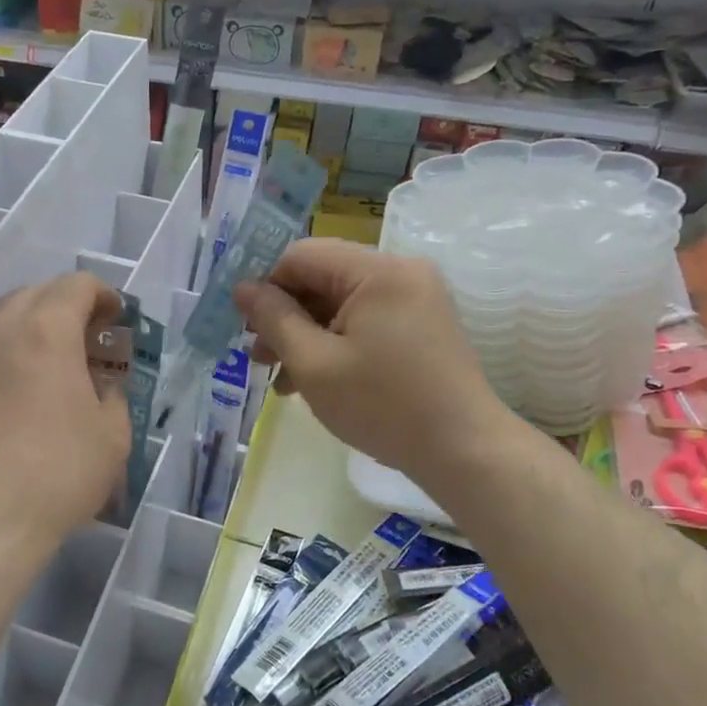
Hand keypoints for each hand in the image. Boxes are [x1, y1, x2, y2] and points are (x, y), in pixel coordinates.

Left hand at [0, 273, 131, 554]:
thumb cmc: (58, 474)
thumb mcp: (113, 437)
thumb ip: (113, 397)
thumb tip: (102, 387)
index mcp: (47, 332)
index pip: (75, 285)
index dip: (102, 294)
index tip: (116, 317)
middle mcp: (0, 331)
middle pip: (35, 294)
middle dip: (66, 305)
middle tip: (88, 338)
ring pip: (1, 319)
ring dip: (32, 327)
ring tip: (51, 362)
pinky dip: (5, 353)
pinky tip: (16, 390)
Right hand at [233, 240, 516, 487]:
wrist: (464, 450)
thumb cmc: (383, 405)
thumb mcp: (314, 363)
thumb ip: (273, 318)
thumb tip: (243, 287)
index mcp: (377, 270)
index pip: (302, 255)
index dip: (265, 285)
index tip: (244, 325)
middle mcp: (401, 271)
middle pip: (323, 277)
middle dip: (286, 315)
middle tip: (258, 356)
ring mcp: (416, 297)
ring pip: (341, 302)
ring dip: (307, 333)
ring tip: (281, 377)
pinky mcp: (422, 323)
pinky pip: (366, 319)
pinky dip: (336, 342)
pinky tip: (313, 379)